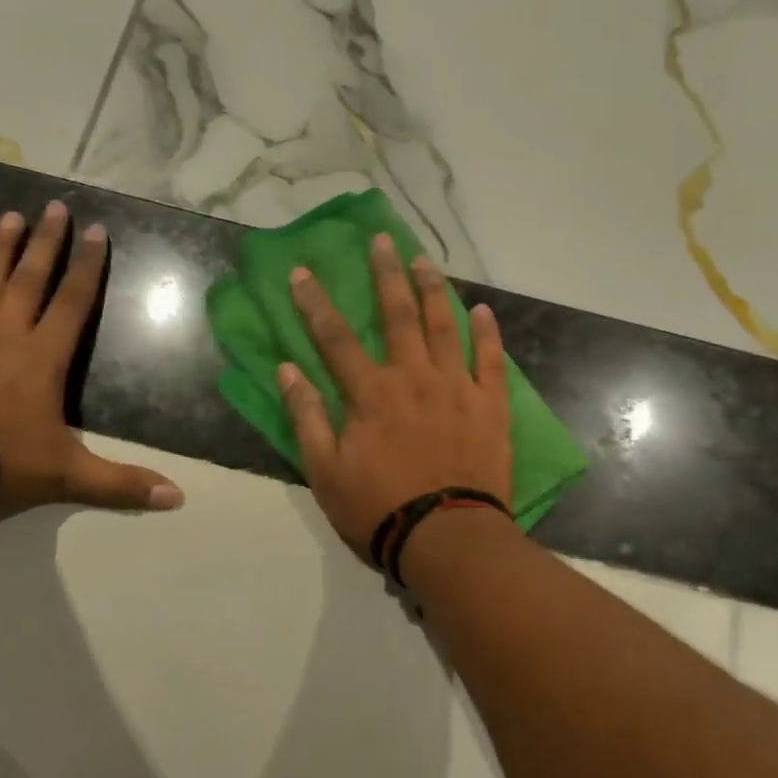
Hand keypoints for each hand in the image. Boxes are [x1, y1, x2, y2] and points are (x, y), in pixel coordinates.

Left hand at [0, 205, 183, 518]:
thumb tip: (178, 498)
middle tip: (54, 206)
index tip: (96, 231)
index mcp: (44, 358)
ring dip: (2, 249)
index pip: (73, 303)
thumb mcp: (68, 476)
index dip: (88, 267)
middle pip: (31, 279)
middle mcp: (7, 335)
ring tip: (11, 216)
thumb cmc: (1, 459)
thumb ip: (121, 484)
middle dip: (46, 243)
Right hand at [279, 233, 511, 562]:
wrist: (447, 538)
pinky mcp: (489, 404)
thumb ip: (307, 417)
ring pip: (443, 325)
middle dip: (386, 274)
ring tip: (425, 260)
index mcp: (370, 393)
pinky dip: (487, 333)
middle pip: (397, 314)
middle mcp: (413, 377)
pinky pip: (490, 359)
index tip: (301, 272)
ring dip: (432, 289)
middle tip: (382, 240)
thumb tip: (287, 369)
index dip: (315, 303)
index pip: (335, 337)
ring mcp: (456, 387)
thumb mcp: (326, 471)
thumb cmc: (379, 508)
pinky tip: (483, 310)